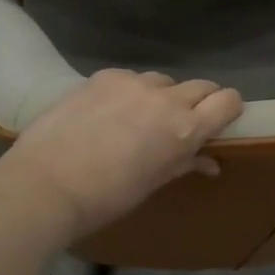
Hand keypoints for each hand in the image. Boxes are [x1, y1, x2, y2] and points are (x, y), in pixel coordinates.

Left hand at [0, 69, 245, 240]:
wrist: (45, 185)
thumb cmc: (107, 198)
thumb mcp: (153, 184)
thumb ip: (185, 164)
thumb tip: (209, 162)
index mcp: (185, 129)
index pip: (228, 100)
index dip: (229, 109)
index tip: (219, 121)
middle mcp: (166, 98)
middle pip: (201, 86)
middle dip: (199, 102)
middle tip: (180, 123)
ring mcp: (134, 83)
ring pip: (163, 81)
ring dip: (161, 96)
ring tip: (138, 118)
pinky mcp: (104, 76)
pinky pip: (129, 79)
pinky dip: (128, 92)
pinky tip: (107, 112)